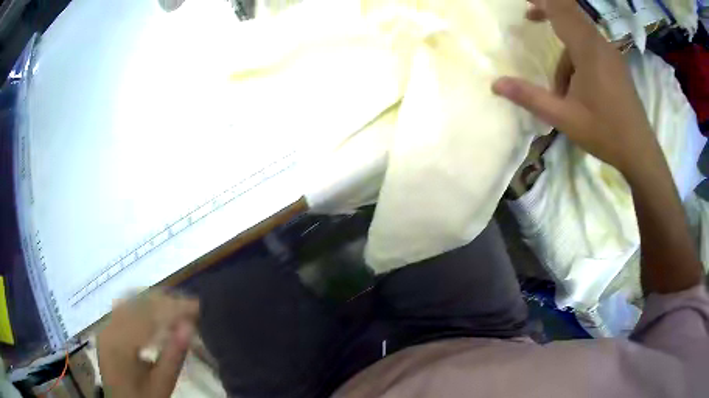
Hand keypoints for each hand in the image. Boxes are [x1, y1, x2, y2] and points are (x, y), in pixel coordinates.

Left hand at [98, 292, 199, 397]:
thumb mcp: (162, 384)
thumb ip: (173, 355)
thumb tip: (189, 325)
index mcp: (120, 343)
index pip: (149, 316)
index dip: (174, 308)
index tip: (198, 307)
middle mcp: (109, 327)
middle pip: (138, 303)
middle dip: (166, 302)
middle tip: (191, 307)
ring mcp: (106, 326)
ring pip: (132, 302)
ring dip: (156, 302)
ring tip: (178, 308)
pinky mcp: (107, 328)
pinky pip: (126, 308)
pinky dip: (144, 307)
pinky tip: (157, 314)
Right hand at [492, 0, 659, 177]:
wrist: (640, 151)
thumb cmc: (605, 133)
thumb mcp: (564, 118)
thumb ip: (530, 97)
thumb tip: (495, 84)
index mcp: (588, 51)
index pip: (561, 9)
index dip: (542, 0)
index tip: (524, 2)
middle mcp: (600, 45)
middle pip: (571, 13)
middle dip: (548, 11)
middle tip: (529, 18)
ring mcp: (611, 53)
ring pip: (580, 35)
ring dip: (565, 50)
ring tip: (561, 90)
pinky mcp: (616, 64)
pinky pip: (591, 47)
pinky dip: (577, 56)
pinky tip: (577, 87)